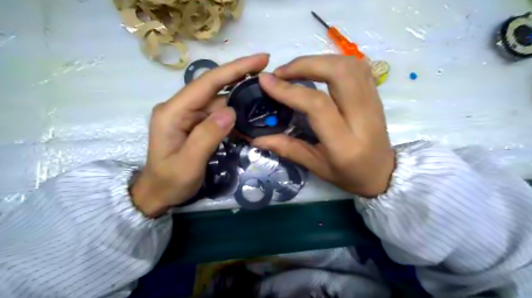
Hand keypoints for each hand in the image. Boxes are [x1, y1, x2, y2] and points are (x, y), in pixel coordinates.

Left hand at [130, 54, 270, 216]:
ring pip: (218, 100)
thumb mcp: (189, 164)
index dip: (234, 69)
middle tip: (268, 72)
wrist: (158, 193)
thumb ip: (207, 136)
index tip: (260, 59)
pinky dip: (234, 113)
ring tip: (264, 95)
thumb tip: (231, 111)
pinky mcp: (194, 122)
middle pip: (214, 87)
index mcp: (172, 112)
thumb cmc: (170, 181)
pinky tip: (248, 114)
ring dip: (240, 98)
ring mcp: (187, 114)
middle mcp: (179, 107)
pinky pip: (217, 113)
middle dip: (241, 77)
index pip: (206, 83)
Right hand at [253, 54, 393, 197]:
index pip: (317, 105)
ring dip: (319, 60)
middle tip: (281, 72)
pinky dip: (334, 61)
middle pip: (339, 73)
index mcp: (344, 143)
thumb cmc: (349, 176)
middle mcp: (362, 118)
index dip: (289, 89)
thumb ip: (287, 148)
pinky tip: (319, 69)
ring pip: (350, 64)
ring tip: (297, 70)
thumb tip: (256, 138)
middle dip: (305, 64)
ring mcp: (374, 103)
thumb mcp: (316, 167)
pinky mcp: (376, 95)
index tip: (266, 80)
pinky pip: (358, 67)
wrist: (385, 173)